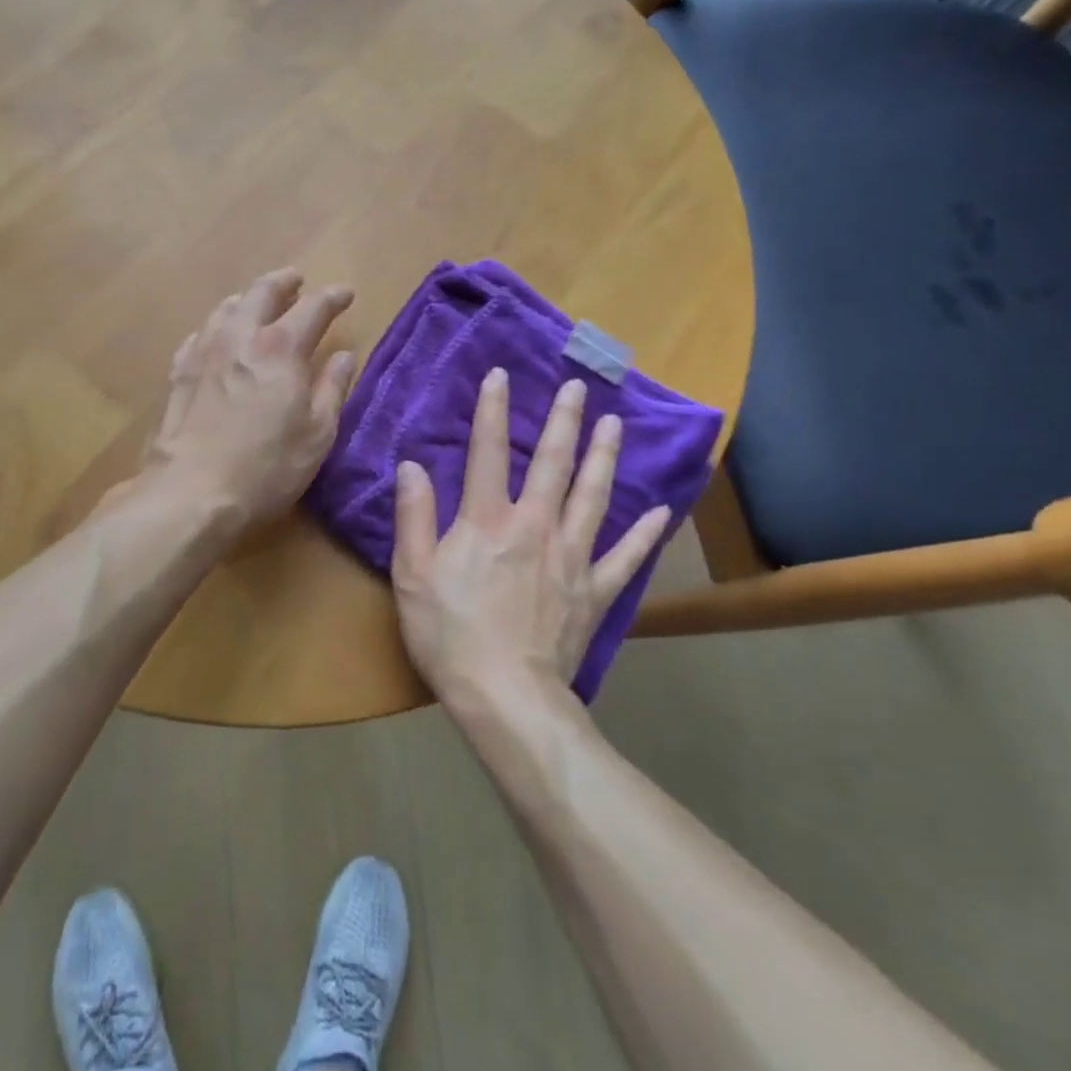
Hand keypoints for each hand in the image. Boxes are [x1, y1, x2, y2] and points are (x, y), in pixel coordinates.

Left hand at [141, 269, 355, 533]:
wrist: (191, 492)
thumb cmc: (267, 467)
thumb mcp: (317, 434)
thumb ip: (332, 389)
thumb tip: (343, 356)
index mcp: (281, 348)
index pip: (313, 308)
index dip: (332, 298)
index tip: (345, 293)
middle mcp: (240, 338)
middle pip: (262, 293)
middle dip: (283, 282)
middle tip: (296, 280)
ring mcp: (203, 353)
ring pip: (225, 309)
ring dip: (246, 299)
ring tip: (255, 302)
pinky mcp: (178, 374)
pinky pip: (198, 336)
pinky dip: (214, 328)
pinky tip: (214, 337)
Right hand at [391, 369, 670, 705]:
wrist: (504, 695)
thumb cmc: (449, 633)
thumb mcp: (412, 574)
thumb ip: (414, 516)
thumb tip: (412, 465)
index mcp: (488, 521)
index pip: (487, 453)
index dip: (492, 411)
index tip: (500, 375)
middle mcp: (535, 527)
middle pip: (553, 464)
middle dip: (564, 422)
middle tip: (578, 387)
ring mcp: (571, 558)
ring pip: (593, 497)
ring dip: (604, 458)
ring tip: (615, 425)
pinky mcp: (594, 592)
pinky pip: (624, 558)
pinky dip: (643, 534)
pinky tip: (658, 512)